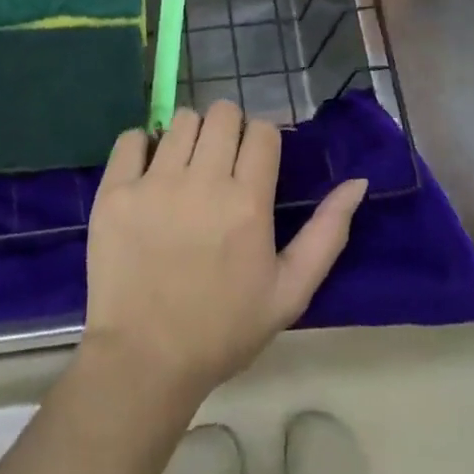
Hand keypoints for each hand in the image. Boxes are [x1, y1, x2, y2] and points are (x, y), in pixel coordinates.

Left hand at [81, 102, 367, 406]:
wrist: (145, 361)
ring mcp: (154, 183)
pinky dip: (143, 145)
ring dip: (190, 136)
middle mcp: (202, 181)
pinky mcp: (115, 191)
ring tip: (186, 169)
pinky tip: (148, 172)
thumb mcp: (290, 291)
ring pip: (182, 120)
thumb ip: (328, 233)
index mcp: (248, 202)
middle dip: (228, 129)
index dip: (262, 140)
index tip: (254, 163)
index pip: (262, 130)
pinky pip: (132, 137)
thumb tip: (358, 182)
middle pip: (222, 113)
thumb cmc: (223, 328)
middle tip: (220, 163)